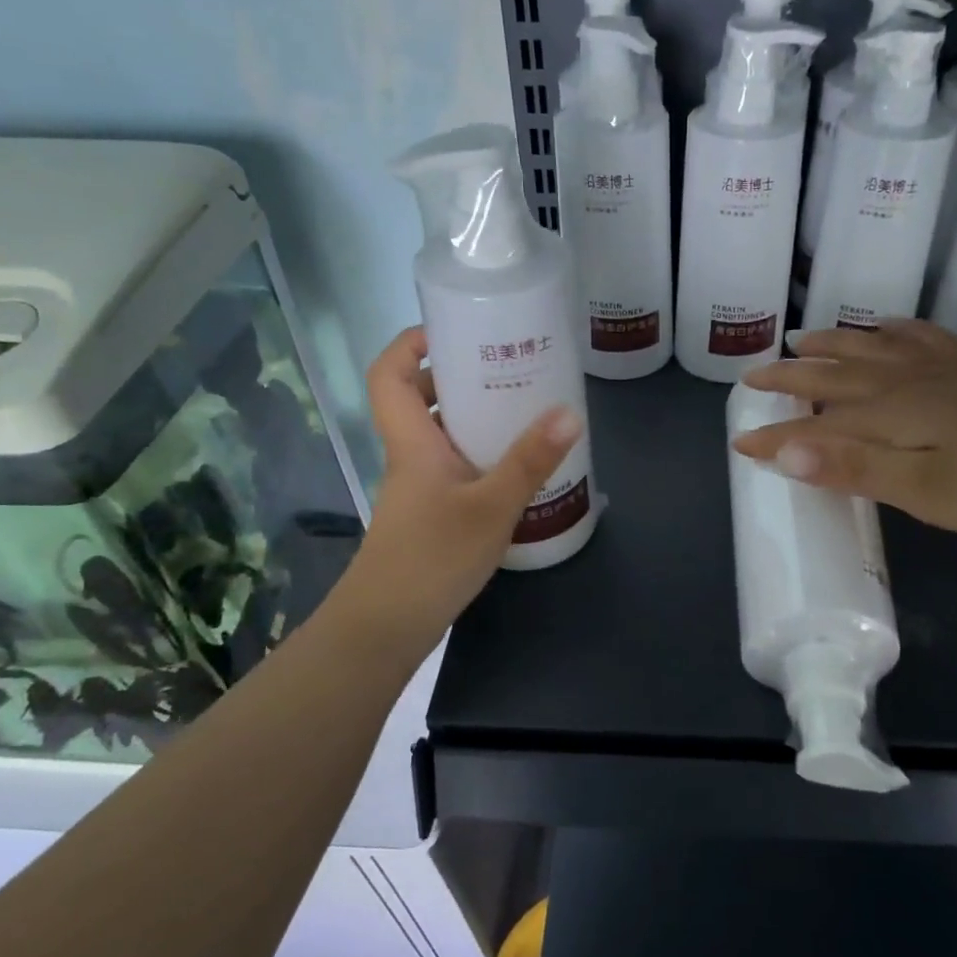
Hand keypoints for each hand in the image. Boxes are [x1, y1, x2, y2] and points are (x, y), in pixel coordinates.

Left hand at [340, 326, 580, 647]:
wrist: (388, 626)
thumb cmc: (432, 557)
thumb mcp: (491, 506)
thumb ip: (530, 461)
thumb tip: (569, 413)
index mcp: (412, 441)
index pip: (389, 373)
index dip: (411, 343)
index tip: (454, 330)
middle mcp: (410, 456)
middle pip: (418, 398)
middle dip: (457, 375)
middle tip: (506, 366)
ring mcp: (418, 487)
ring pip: (439, 434)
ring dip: (473, 416)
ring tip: (521, 408)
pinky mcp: (431, 513)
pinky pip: (453, 465)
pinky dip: (479, 453)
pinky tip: (516, 467)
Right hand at [733, 320, 956, 538]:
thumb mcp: (926, 490)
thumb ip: (854, 468)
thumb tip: (784, 450)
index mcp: (891, 414)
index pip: (816, 426)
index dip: (776, 438)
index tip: (739, 445)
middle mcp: (907, 383)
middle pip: (836, 376)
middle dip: (790, 378)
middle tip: (752, 376)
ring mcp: (943, 373)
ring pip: (873, 350)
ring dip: (833, 345)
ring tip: (802, 340)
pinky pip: (923, 340)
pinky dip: (896, 332)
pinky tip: (888, 328)